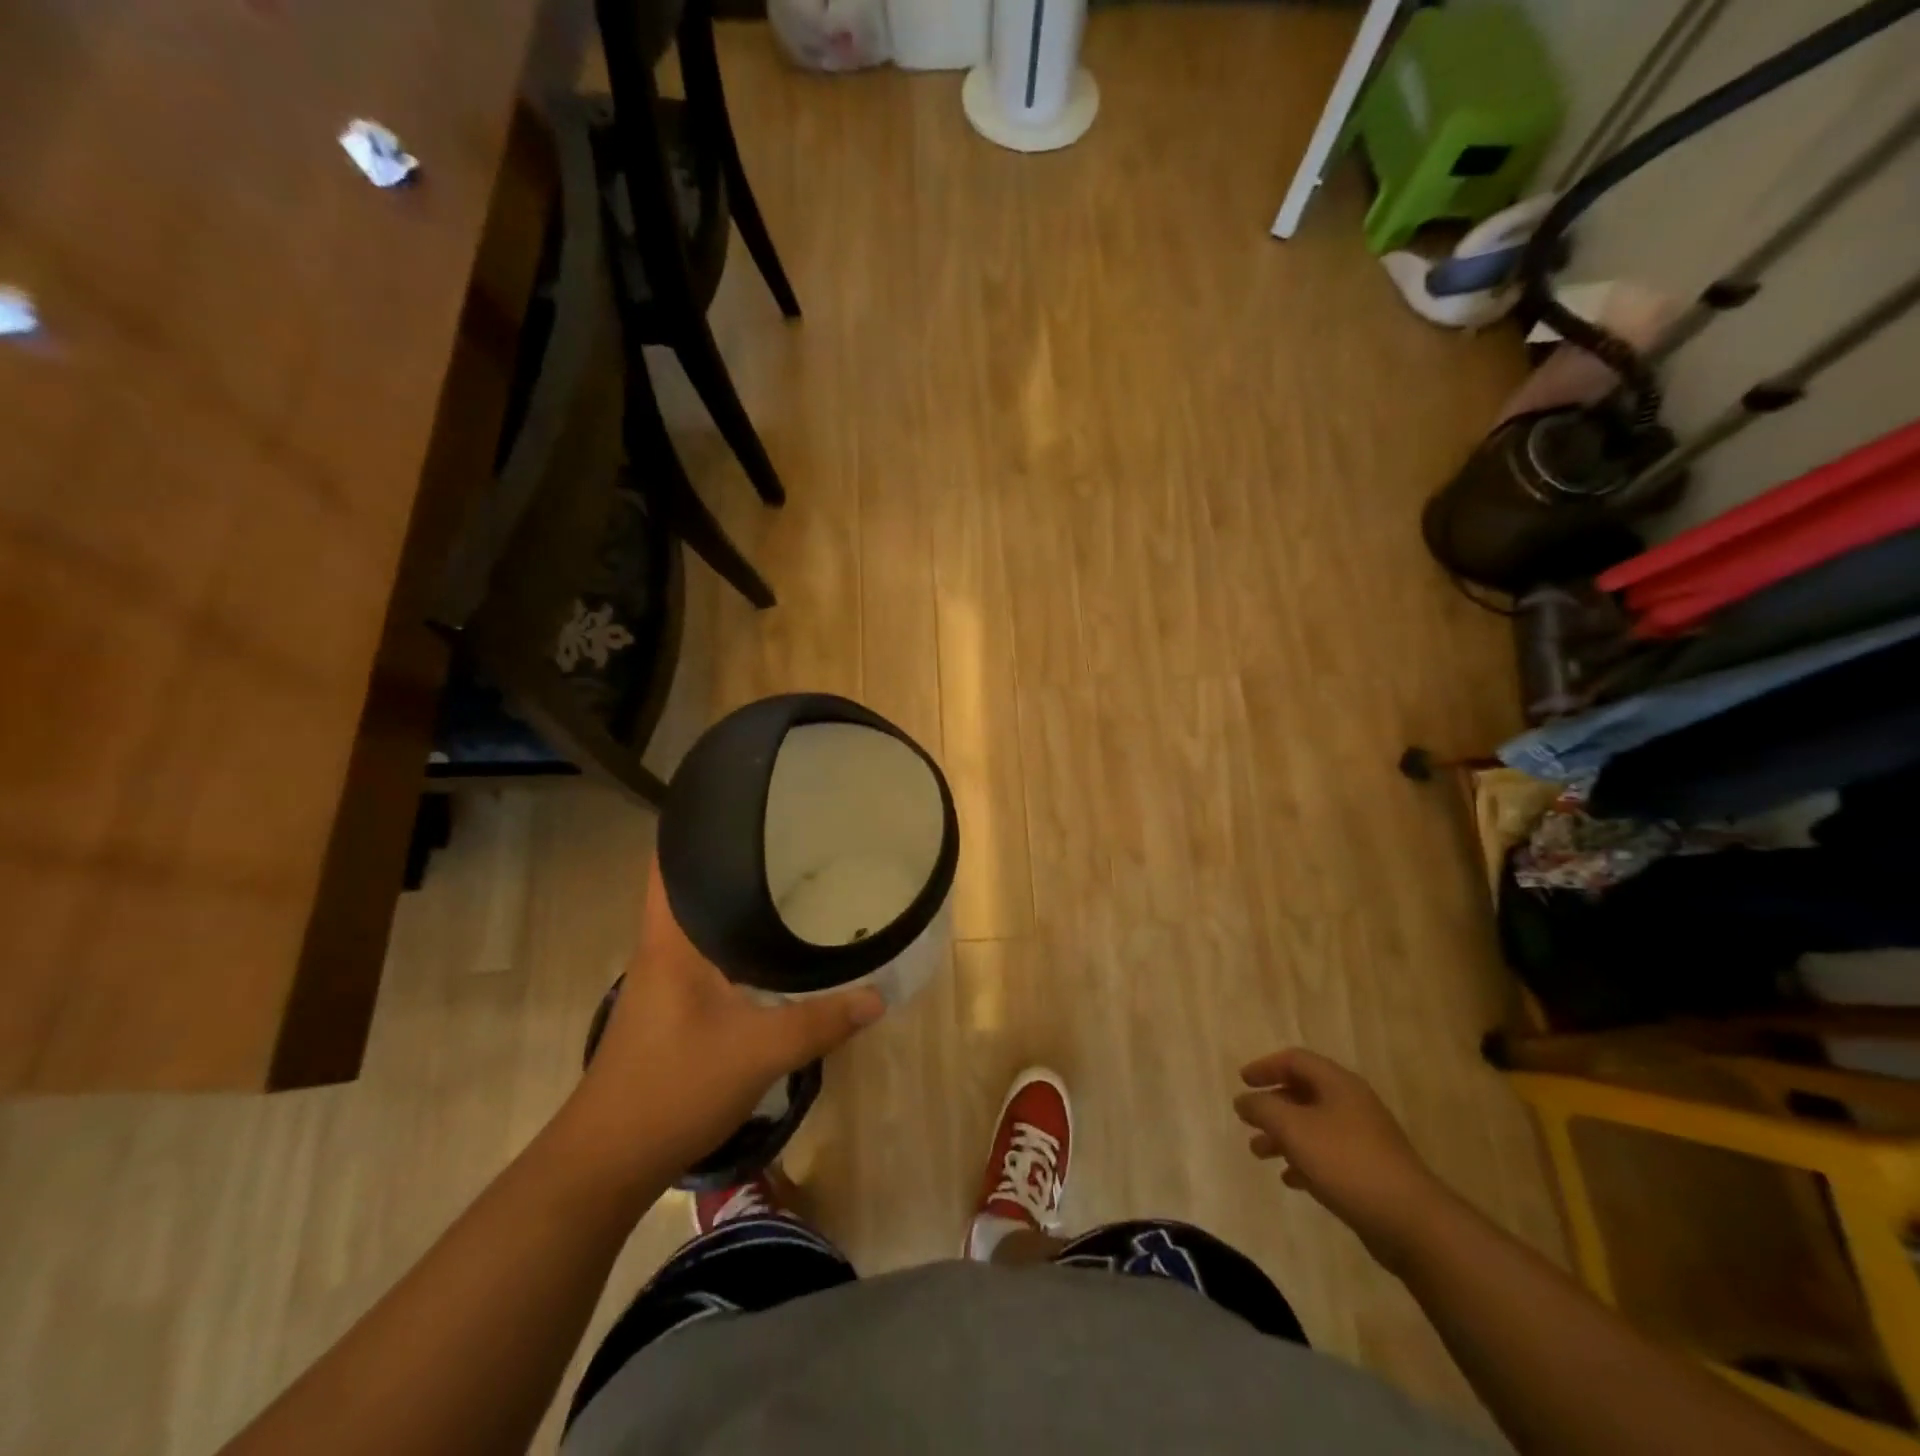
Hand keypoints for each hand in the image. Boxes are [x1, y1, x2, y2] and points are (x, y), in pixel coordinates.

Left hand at [566, 855, 884, 1180]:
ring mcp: (665, 979)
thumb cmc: (673, 1088)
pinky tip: (773, 947)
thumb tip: (878, 996)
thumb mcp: (757, 1052)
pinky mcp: (674, 1006)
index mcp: (671, 940)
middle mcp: (663, 948)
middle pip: (693, 885)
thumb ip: (821, 1021)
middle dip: (734, 858)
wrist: (609, 1161)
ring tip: (791, 879)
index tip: (744, 804)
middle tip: (790, 838)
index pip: (672, 863)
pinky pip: (709, 953)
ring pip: (703, 921)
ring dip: (736, 900)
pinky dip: (738, 939)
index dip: (697, 826)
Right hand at [1234, 1049, 1453, 1271]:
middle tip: (1248, 1120)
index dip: (1266, 1067)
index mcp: (1339, 1084)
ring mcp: (1365, 1139)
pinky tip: (1290, 1179)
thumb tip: (1243, 1100)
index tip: (1242, 1082)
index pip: (1296, 1060)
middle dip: (1272, 1106)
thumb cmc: (1347, 1162)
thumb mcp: (1294, 1129)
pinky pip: (1328, 1156)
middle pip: (1304, 1093)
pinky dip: (1304, 1161)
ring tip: (1259, 1153)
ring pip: (1314, 1126)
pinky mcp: (1370, 1172)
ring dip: (1284, 1136)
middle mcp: (1353, 1105)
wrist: (1412, 1223)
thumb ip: (1263, 1109)